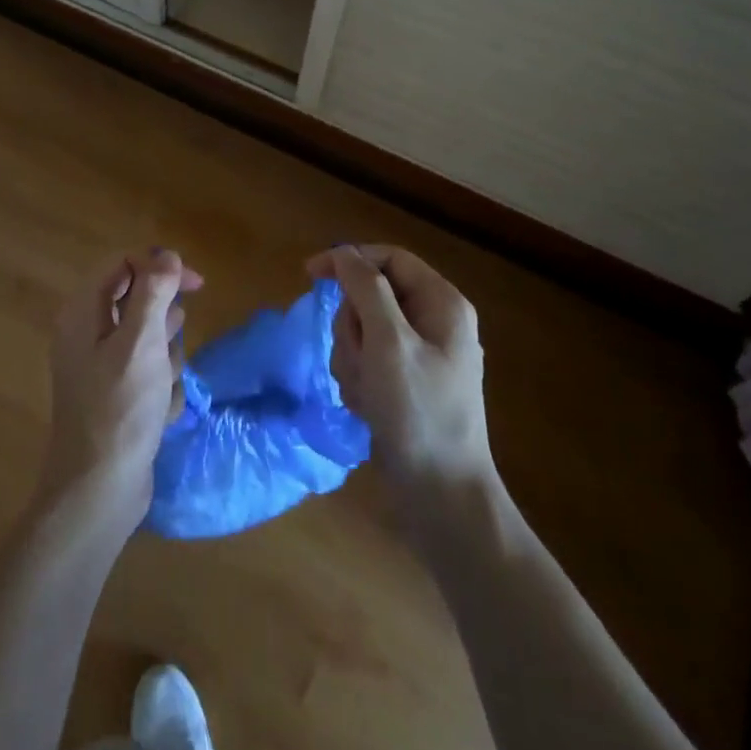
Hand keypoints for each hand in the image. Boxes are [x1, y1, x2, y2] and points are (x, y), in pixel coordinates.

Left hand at [38, 248, 201, 540]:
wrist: (99, 490)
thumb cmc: (120, 410)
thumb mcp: (141, 343)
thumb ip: (153, 293)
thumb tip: (166, 255)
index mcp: (83, 313)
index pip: (122, 264)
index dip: (159, 266)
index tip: (196, 285)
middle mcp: (85, 333)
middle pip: (135, 301)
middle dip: (163, 321)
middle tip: (171, 343)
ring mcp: (99, 367)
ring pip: (147, 339)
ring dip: (165, 357)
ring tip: (163, 384)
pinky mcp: (114, 396)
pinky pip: (147, 373)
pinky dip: (160, 387)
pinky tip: (160, 412)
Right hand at [306, 245, 494, 500]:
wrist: (442, 496)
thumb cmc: (418, 413)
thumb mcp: (389, 343)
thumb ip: (366, 289)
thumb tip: (345, 254)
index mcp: (442, 303)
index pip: (388, 258)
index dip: (348, 260)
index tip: (309, 275)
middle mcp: (434, 322)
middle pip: (370, 296)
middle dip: (352, 327)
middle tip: (360, 359)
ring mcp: (420, 355)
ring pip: (363, 330)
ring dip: (352, 358)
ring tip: (366, 392)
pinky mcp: (405, 382)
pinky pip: (367, 361)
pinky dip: (359, 379)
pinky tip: (368, 407)